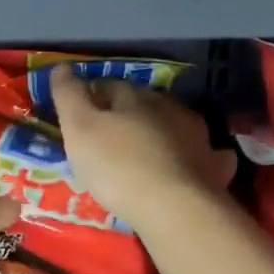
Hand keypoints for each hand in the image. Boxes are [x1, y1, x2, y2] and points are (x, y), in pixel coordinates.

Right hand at [50, 64, 235, 226]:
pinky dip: (193, 157)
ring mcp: (198, 137)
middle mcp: (171, 109)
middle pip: (144, 105)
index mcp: (137, 97)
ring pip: (175, 127)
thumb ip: (69, 96)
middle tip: (108, 138)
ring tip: (144, 153)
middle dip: (127, 116)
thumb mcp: (79, 129)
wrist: (173, 207)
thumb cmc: (118, 166)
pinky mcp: (213, 167)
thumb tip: (61, 67)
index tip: (78, 114)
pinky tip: (187, 167)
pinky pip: (204, 155)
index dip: (91, 97)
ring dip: (160, 134)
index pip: (109, 86)